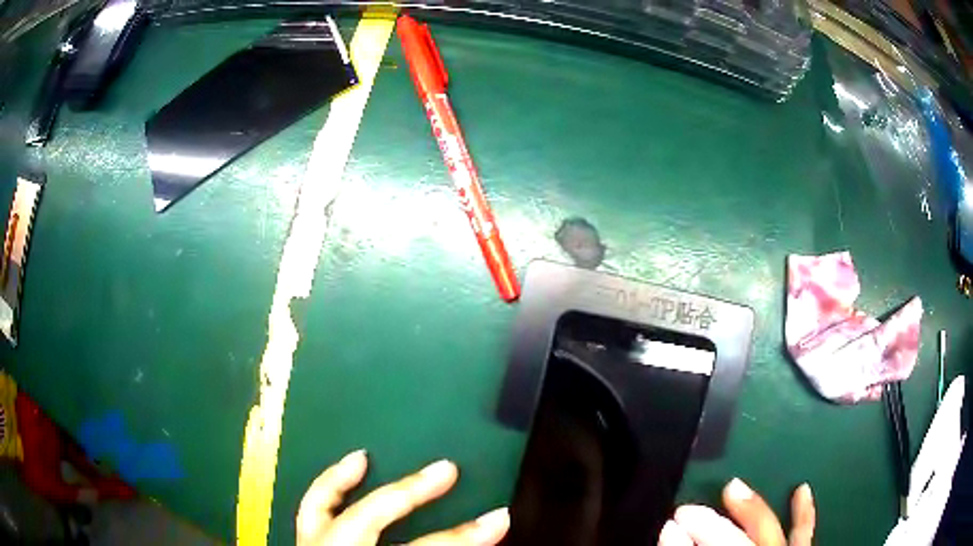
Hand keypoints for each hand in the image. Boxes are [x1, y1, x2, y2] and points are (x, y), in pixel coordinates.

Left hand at [296, 450, 509, 545]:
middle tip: (447, 469)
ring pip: (316, 508)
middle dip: (410, 493)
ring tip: (362, 458)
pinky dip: (326, 495)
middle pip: (366, 520)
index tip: (499, 519)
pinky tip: (341, 483)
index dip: (463, 539)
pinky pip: (310, 517)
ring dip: (340, 480)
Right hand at [659, 478, 814, 545]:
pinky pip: (802, 536)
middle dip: (710, 526)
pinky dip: (803, 515)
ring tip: (734, 488)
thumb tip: (669, 538)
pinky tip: (801, 491)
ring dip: (752, 511)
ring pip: (768, 534)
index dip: (684, 544)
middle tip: (685, 510)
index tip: (666, 526)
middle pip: (735, 544)